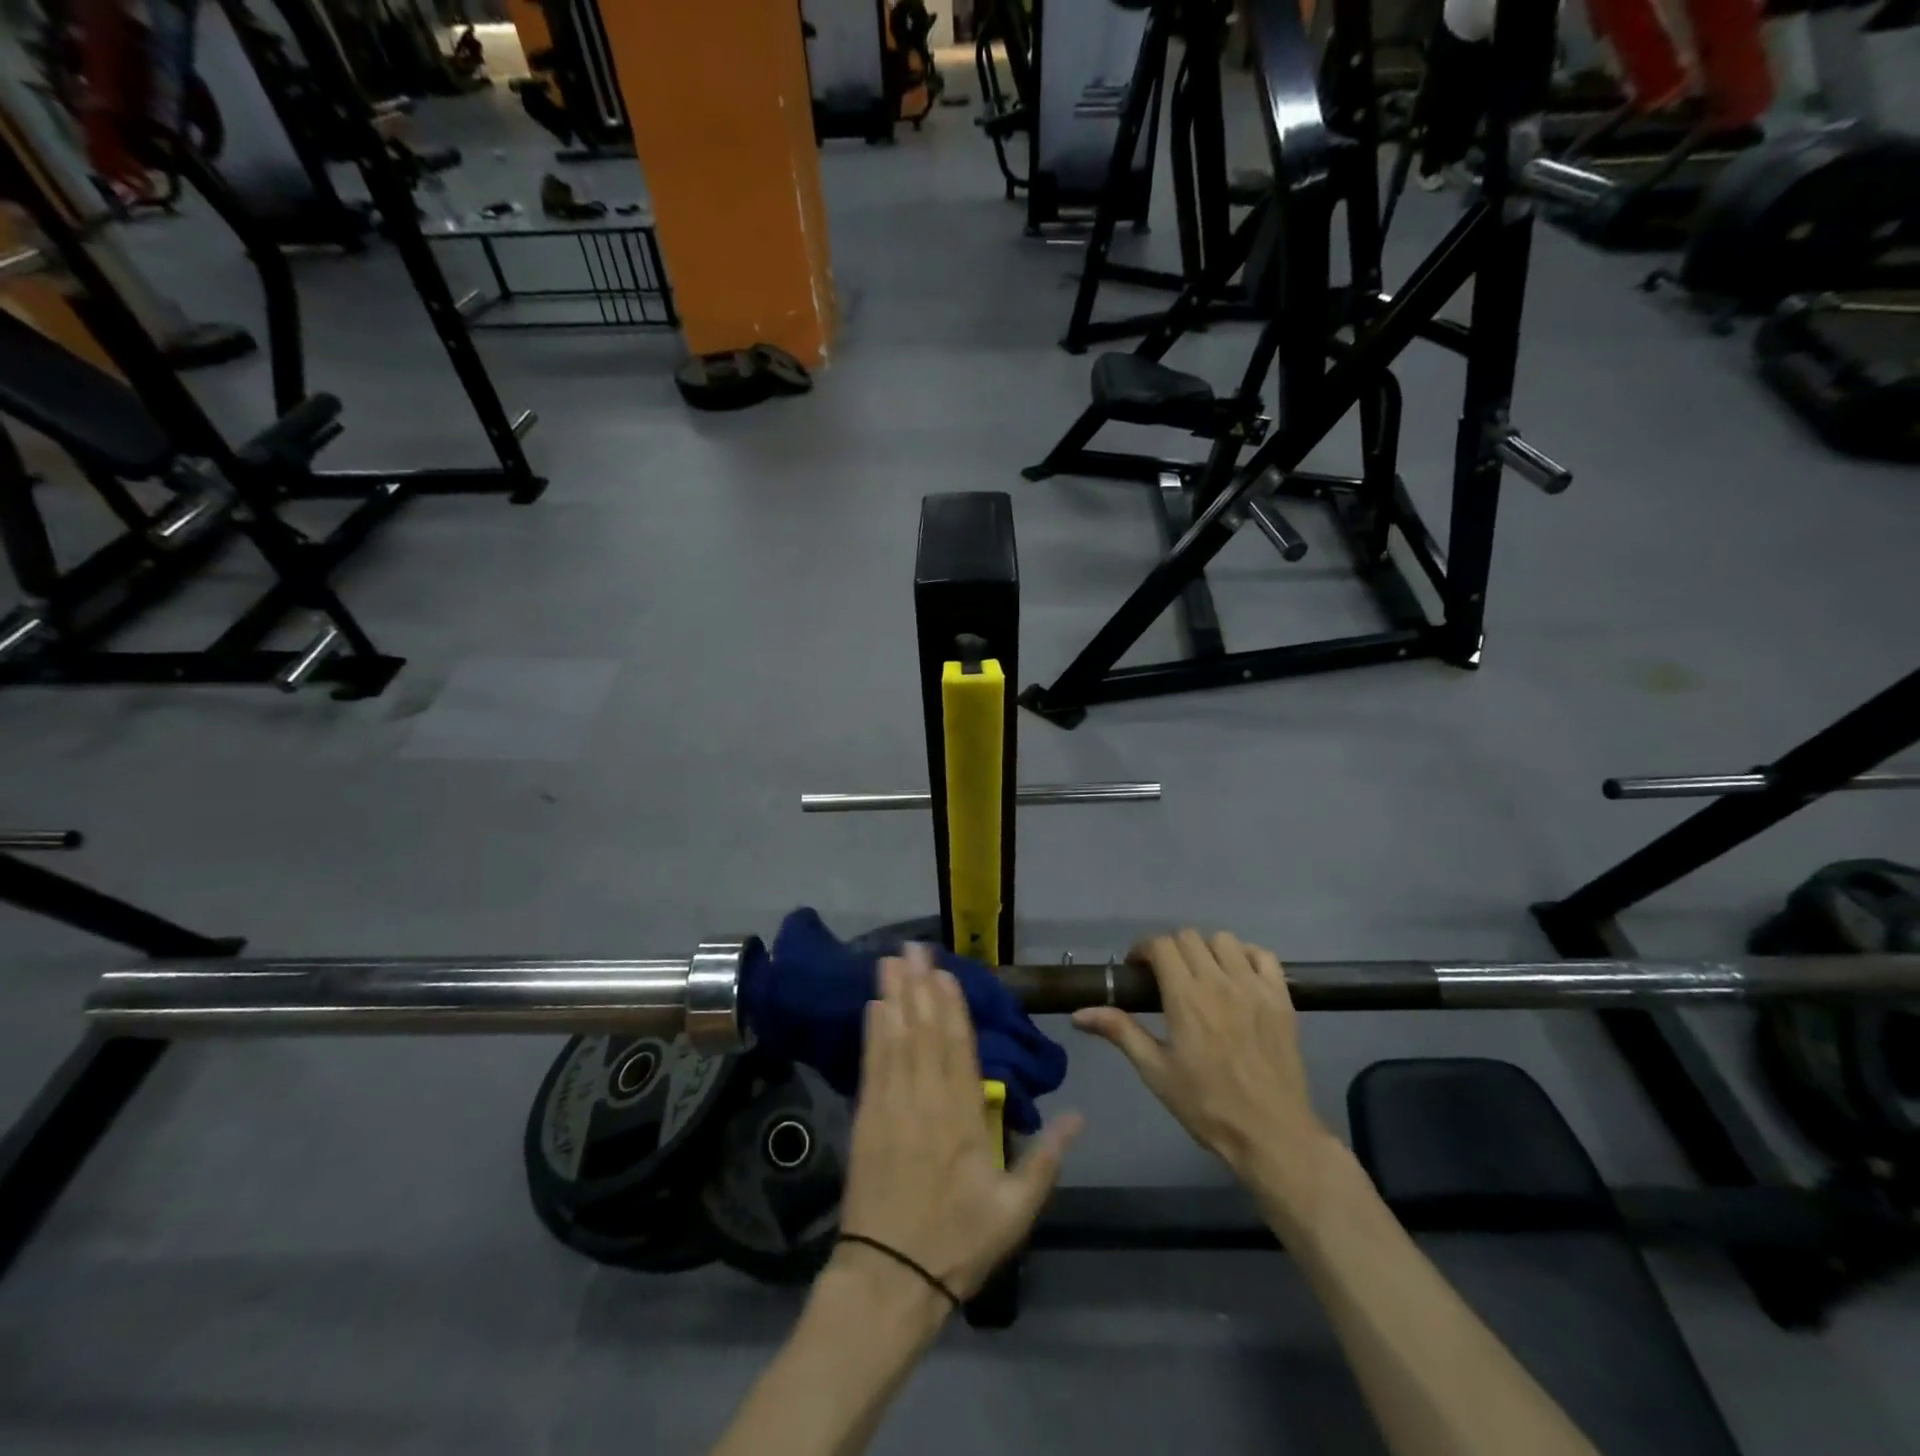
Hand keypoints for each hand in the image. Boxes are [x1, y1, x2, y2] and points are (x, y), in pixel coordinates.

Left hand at [837, 944, 1081, 1301]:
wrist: (889, 1279)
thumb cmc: (957, 1243)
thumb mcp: (1015, 1211)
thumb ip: (1046, 1161)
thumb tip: (1078, 1116)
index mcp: (963, 1120)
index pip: (958, 1049)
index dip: (951, 1007)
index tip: (945, 972)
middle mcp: (926, 1102)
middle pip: (923, 1032)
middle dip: (919, 986)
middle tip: (912, 947)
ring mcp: (891, 1108)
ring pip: (895, 1040)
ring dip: (893, 997)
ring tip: (889, 960)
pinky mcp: (866, 1120)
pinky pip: (871, 1066)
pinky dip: (872, 1033)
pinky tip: (873, 1006)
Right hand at [1072, 929, 1337, 1225]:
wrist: (1272, 1135)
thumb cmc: (1207, 1106)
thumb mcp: (1156, 1071)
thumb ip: (1120, 1032)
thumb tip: (1079, 1014)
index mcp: (1185, 997)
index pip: (1160, 945)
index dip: (1143, 950)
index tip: (1137, 970)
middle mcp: (1219, 982)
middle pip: (1188, 936)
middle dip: (1170, 949)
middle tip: (1166, 976)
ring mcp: (1254, 987)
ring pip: (1224, 940)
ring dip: (1206, 950)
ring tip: (1202, 975)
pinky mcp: (1282, 998)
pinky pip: (1264, 956)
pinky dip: (1246, 956)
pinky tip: (1238, 977)